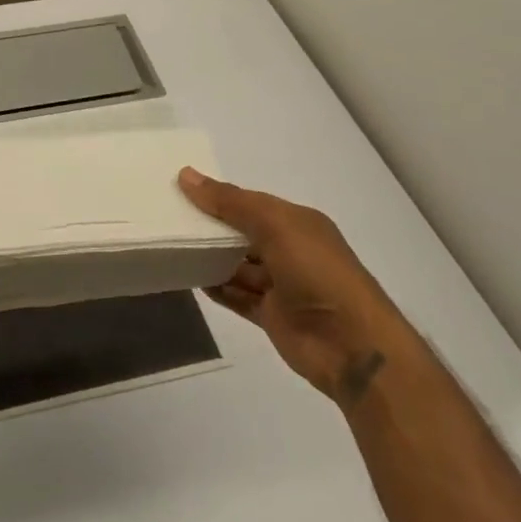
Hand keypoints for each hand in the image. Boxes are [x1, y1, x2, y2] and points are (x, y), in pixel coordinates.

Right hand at [179, 168, 412, 408]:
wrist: (352, 346)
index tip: (180, 189)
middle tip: (167, 217)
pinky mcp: (271, 315)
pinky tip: (190, 278)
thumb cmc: (317, 272)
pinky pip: (237, 295)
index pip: (250, 203)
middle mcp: (290, 250)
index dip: (219, 196)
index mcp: (297, 223)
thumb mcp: (274, 225)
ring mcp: (281, 285)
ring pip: (237, 265)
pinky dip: (216, 288)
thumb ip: (230, 202)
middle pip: (242, 233)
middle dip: (211, 226)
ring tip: (172, 246)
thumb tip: (186, 175)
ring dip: (210, 258)